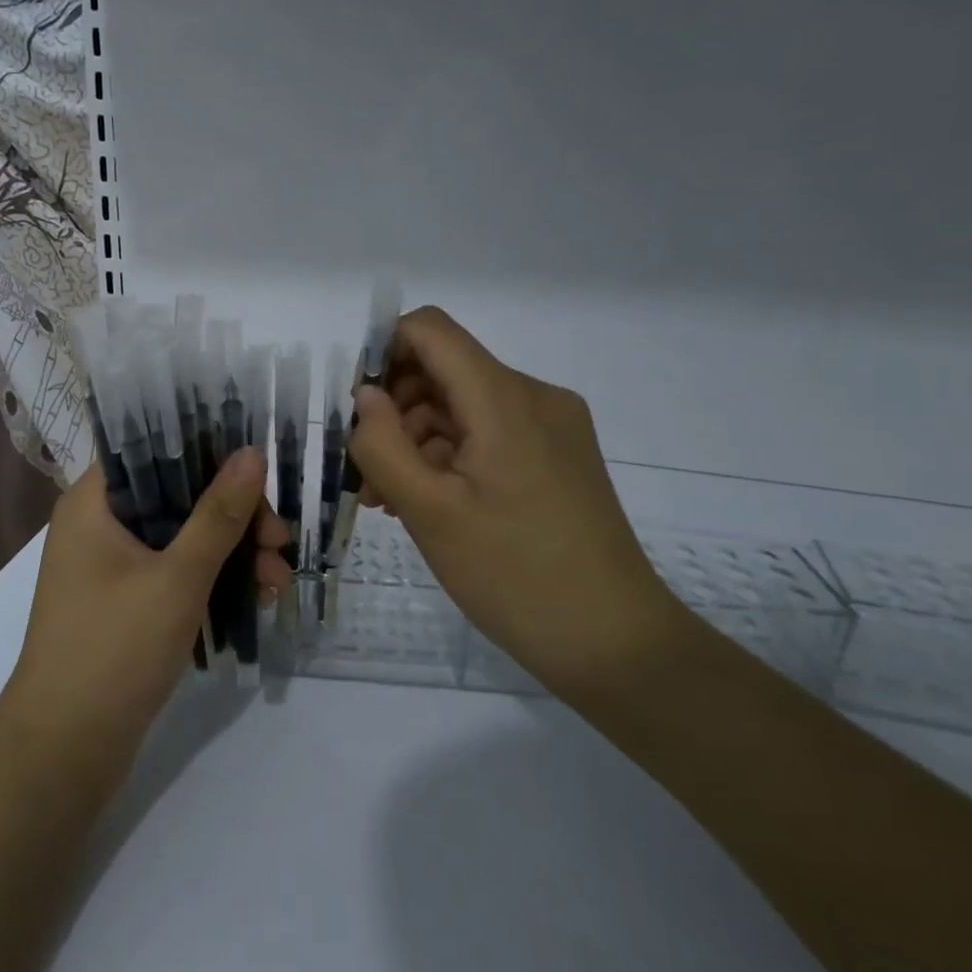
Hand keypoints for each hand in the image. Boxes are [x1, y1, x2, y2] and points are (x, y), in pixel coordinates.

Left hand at [0, 448, 292, 785]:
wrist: (64, 752)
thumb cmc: (114, 650)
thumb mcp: (177, 578)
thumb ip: (218, 515)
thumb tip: (252, 453)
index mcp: (93, 502)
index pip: (153, 450)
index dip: (208, 453)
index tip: (258, 472)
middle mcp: (99, 526)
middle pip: (177, 497)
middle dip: (235, 517)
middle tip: (280, 542)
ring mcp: (111, 568)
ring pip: (183, 539)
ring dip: (233, 553)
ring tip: (277, 582)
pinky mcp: (126, 605)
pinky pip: (177, 574)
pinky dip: (213, 581)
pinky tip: (256, 598)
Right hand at [348, 307, 680, 694]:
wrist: (614, 641)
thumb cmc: (513, 574)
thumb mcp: (429, 511)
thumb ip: (383, 444)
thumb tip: (366, 396)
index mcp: (505, 398)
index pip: (430, 330)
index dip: (383, 353)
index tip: (358, 411)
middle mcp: (534, 396)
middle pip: (446, 370)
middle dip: (396, 410)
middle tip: (370, 474)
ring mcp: (553, 427)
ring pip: (464, 406)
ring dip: (419, 440)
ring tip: (395, 501)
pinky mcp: (560, 456)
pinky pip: (491, 434)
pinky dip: (452, 456)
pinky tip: (432, 504)